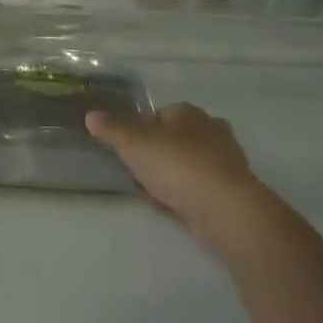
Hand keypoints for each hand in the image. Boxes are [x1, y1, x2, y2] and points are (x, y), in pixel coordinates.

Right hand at [86, 102, 263, 236]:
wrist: (225, 209)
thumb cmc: (176, 165)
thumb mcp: (132, 143)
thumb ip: (110, 128)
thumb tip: (91, 115)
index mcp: (189, 113)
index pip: (159, 113)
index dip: (141, 130)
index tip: (127, 149)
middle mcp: (211, 131)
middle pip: (173, 140)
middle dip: (154, 156)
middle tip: (137, 172)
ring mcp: (225, 162)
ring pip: (185, 166)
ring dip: (166, 179)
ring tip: (150, 194)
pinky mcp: (231, 191)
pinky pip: (197, 189)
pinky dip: (182, 196)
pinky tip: (169, 208)